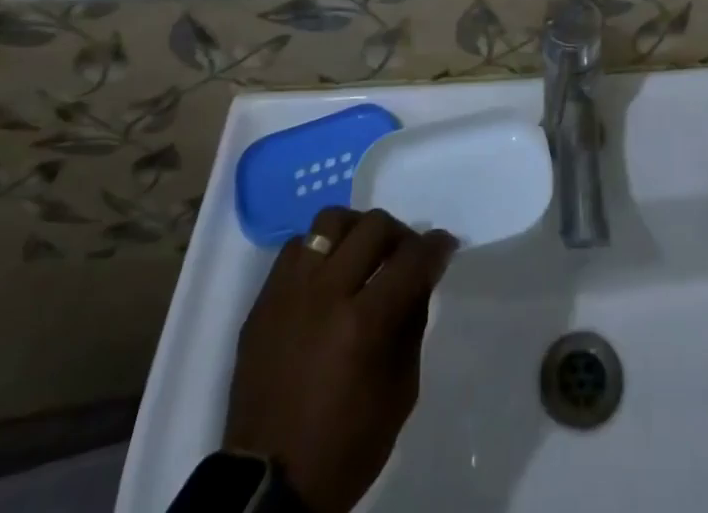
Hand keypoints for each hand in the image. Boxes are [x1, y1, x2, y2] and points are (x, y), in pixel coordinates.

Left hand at [225, 207, 456, 512]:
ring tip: (363, 254)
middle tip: (405, 254)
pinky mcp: (263, 301)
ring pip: (330, 221)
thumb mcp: (400, 392)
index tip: (445, 245)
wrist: (268, 487)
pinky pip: (296, 247)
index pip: (411, 258)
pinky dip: (319, 251)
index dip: (436, 245)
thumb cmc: (345, 446)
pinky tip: (327, 275)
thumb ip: (412, 323)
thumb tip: (421, 276)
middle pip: (373, 226)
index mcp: (363, 324)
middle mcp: (325, 295)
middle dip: (400, 234)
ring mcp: (288, 293)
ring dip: (356, 231)